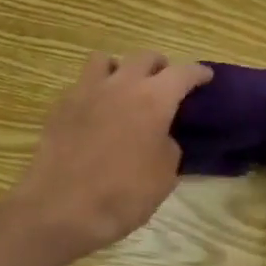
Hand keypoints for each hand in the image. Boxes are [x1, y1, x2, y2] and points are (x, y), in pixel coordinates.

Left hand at [8, 51, 211, 257]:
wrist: (61, 208)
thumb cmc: (122, 195)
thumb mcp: (164, 176)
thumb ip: (168, 146)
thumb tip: (160, 136)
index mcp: (153, 99)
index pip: (182, 73)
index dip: (197, 73)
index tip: (205, 76)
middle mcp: (120, 85)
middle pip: (144, 57)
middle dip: (159, 66)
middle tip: (165, 83)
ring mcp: (85, 91)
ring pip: (106, 60)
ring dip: (121, 68)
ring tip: (125, 88)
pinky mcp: (60, 105)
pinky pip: (82, 84)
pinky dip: (94, 90)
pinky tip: (96, 111)